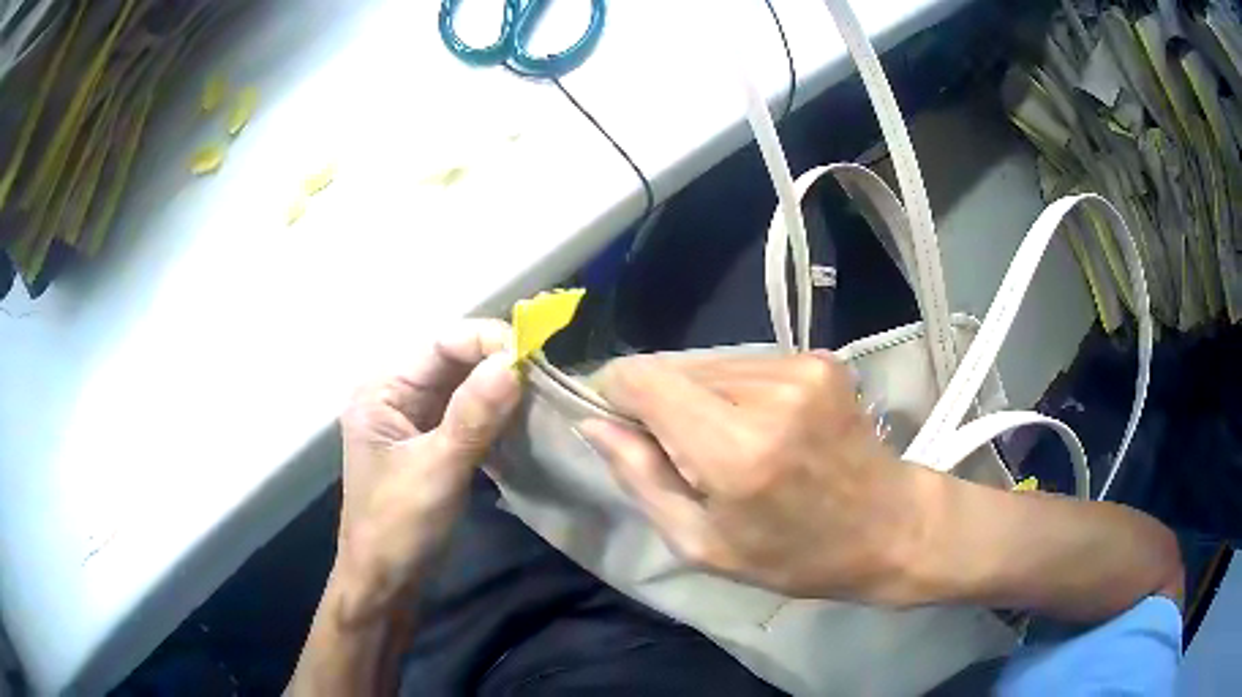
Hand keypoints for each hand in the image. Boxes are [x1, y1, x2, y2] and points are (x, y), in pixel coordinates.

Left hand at [334, 319, 520, 623]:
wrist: (385, 584)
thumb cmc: (397, 527)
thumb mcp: (436, 469)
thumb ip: (473, 415)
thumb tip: (514, 361)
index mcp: (382, 390)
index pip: (441, 345)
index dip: (487, 342)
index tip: (535, 356)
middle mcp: (397, 396)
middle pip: (454, 362)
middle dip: (498, 363)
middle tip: (547, 375)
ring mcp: (415, 421)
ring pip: (465, 388)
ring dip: (501, 389)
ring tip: (543, 393)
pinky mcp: (433, 445)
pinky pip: (469, 416)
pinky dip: (496, 414)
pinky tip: (524, 418)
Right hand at [580, 352, 925, 601]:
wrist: (889, 526)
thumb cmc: (794, 555)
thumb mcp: (702, 544)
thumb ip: (640, 478)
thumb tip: (593, 423)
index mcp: (737, 450)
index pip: (643, 378)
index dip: (617, 394)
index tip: (620, 425)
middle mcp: (769, 392)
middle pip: (674, 368)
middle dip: (661, 403)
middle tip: (685, 453)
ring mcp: (800, 367)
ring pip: (709, 363)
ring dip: (701, 397)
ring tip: (730, 444)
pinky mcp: (819, 358)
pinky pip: (747, 364)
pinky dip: (737, 392)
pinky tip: (761, 428)